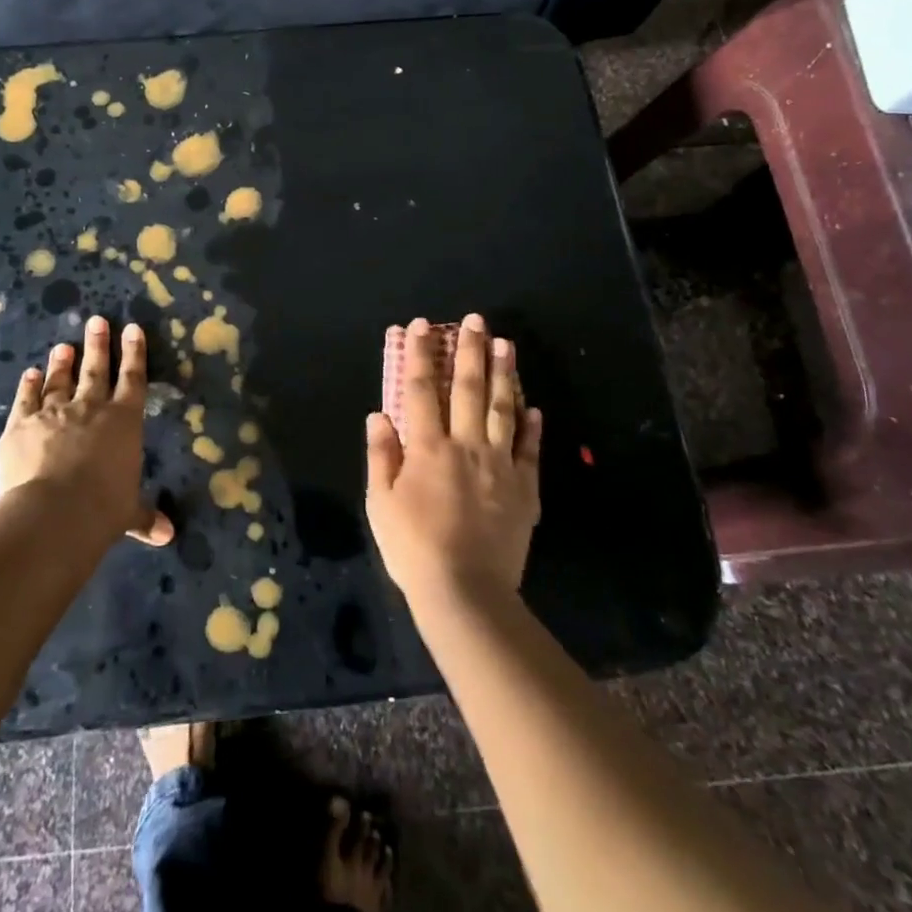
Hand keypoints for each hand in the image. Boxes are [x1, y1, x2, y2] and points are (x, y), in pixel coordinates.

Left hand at [0, 316, 173, 546]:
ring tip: (64, 345)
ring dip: (63, 362)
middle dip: (98, 345)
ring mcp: (54, 412)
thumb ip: (144, 516)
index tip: (132, 328)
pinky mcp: (21, 424)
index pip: (133, 379)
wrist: (54, 512)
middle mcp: (91, 408)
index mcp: (124, 421)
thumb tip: (167, 535)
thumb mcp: (128, 512)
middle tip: (96, 321)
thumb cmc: (103, 509)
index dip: (134, 353)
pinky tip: (31, 373)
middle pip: (96, 370)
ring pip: (60, 380)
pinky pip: (26, 399)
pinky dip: (29, 385)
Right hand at [365, 314, 542, 606]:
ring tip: (506, 344)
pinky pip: (528, 449)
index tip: (422, 326)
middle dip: (469, 350)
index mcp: (428, 448)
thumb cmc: (414, 548)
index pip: (421, 390)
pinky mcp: (524, 489)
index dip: (420, 355)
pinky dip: (530, 426)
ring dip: (503, 374)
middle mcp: (466, 446)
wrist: (466, 592)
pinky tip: (532, 406)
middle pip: (468, 389)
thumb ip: (381, 455)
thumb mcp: (381, 503)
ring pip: (502, 409)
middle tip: (475, 319)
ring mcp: (500, 465)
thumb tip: (379, 415)